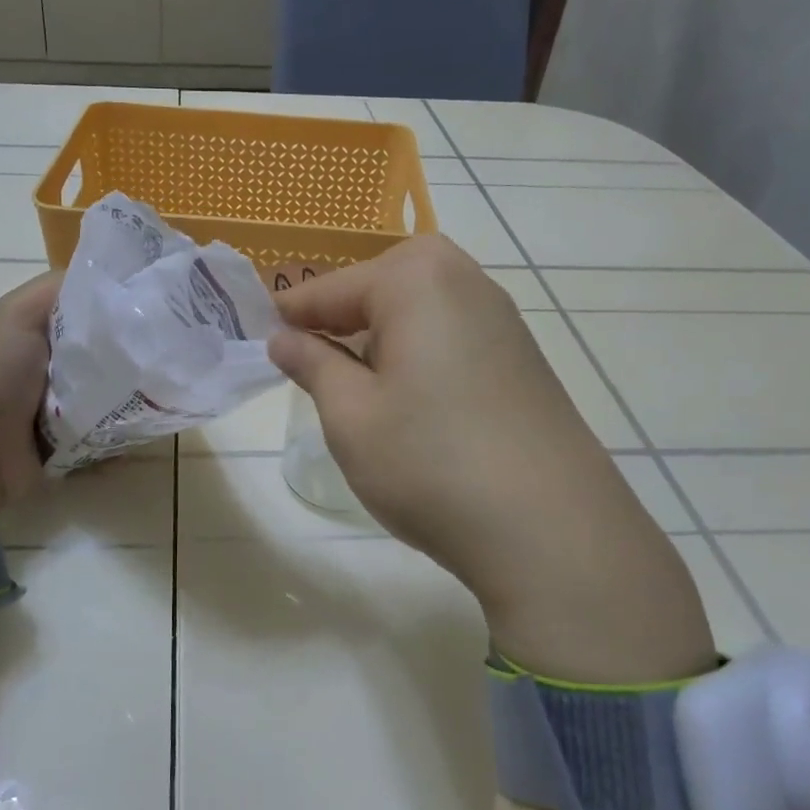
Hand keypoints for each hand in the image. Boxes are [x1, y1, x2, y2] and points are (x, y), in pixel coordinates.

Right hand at [268, 236, 712, 682]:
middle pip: (386, 282)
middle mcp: (467, 282)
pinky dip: (421, 350)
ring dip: (383, 333)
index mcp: (417, 280)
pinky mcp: (523, 358)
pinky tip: (413, 399)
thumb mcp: (350, 415)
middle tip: (316, 357)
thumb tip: (284, 338)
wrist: (549, 529)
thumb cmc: (429, 462)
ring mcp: (504, 320)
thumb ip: (313, 366)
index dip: (292, 314)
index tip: (260, 335)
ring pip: (423, 307)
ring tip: (359, 383)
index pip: (333, 288)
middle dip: (346, 314)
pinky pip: (454, 333)